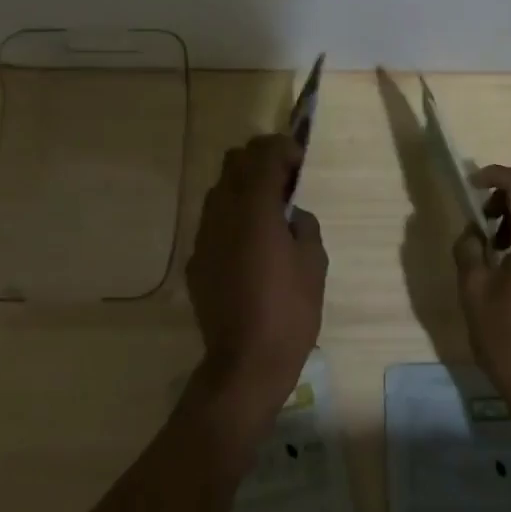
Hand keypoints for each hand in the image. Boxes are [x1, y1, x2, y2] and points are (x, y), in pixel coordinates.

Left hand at [185, 135, 326, 407]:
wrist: (245, 363)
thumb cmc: (289, 311)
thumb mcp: (314, 262)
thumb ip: (303, 225)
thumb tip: (289, 215)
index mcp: (254, 208)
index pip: (263, 154)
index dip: (284, 149)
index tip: (299, 163)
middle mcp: (222, 212)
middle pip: (234, 161)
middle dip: (260, 161)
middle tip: (285, 182)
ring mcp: (203, 236)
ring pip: (219, 189)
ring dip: (244, 187)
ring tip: (268, 214)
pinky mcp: (196, 259)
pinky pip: (213, 222)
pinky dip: (232, 217)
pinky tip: (249, 247)